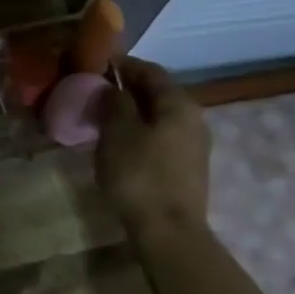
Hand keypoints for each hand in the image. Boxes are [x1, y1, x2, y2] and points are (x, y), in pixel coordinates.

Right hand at [95, 57, 210, 238]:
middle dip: (130, 89)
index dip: (125, 65)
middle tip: (99, 91)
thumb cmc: (139, 174)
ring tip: (107, 118)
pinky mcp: (188, 167)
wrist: (168, 229)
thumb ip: (115, 103)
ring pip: (161, 116)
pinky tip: (123, 143)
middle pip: (159, 93)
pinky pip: (162, 136)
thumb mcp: (117, 133)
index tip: (100, 64)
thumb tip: (113, 88)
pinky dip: (142, 130)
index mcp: (178, 103)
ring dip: (135, 112)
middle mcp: (193, 118)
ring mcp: (195, 144)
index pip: (151, 71)